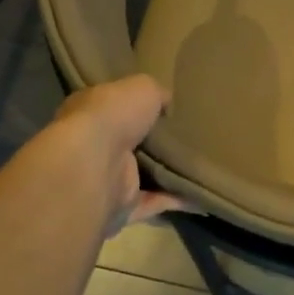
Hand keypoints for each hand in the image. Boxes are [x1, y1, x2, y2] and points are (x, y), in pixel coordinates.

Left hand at [51, 75, 196, 238]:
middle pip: (130, 143)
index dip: (136, 106)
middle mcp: (94, 147)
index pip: (113, 107)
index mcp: (90, 114)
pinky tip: (203, 194)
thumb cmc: (112, 116)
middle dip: (154, 142)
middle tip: (191, 136)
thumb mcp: (142, 87)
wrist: (94, 165)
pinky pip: (155, 203)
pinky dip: (178, 201)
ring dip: (167, 174)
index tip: (167, 107)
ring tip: (202, 166)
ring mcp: (107, 180)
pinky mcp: (122, 207)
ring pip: (142, 175)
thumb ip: (156, 93)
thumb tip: (166, 102)